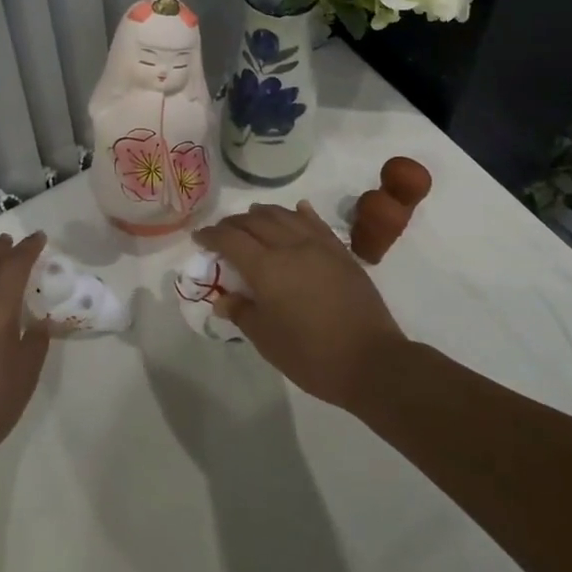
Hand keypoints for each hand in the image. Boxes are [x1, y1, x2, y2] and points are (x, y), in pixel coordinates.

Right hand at [196, 202, 408, 410]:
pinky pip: (316, 222)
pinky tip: (297, 210)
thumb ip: (242, 312)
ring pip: (285, 215)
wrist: (372, 361)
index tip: (199, 238)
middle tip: (222, 233)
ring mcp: (319, 246)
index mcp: (266, 268)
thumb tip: (223, 298)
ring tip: (252, 218)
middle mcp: (290, 247)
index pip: (230, 240)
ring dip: (263, 214)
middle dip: (233, 224)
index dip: (211, 235)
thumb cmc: (312, 356)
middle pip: (255, 222)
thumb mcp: (267, 340)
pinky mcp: (341, 252)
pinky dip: (301, 213)